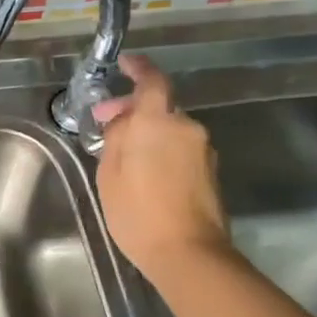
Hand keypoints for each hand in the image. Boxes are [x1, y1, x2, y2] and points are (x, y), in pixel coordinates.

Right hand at [92, 55, 230, 275]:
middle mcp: (186, 128)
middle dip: (133, 111)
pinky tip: (145, 173)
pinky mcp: (210, 171)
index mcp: (157, 123)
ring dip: (148, 133)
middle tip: (106, 124)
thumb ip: (116, 139)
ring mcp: (203, 150)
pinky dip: (162, 151)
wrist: (188, 252)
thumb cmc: (137, 212)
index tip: (126, 64)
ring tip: (123, 155)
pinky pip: (181, 148)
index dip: (139, 69)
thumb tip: (122, 122)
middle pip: (159, 107)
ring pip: (170, 129)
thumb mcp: (110, 175)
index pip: (152, 81)